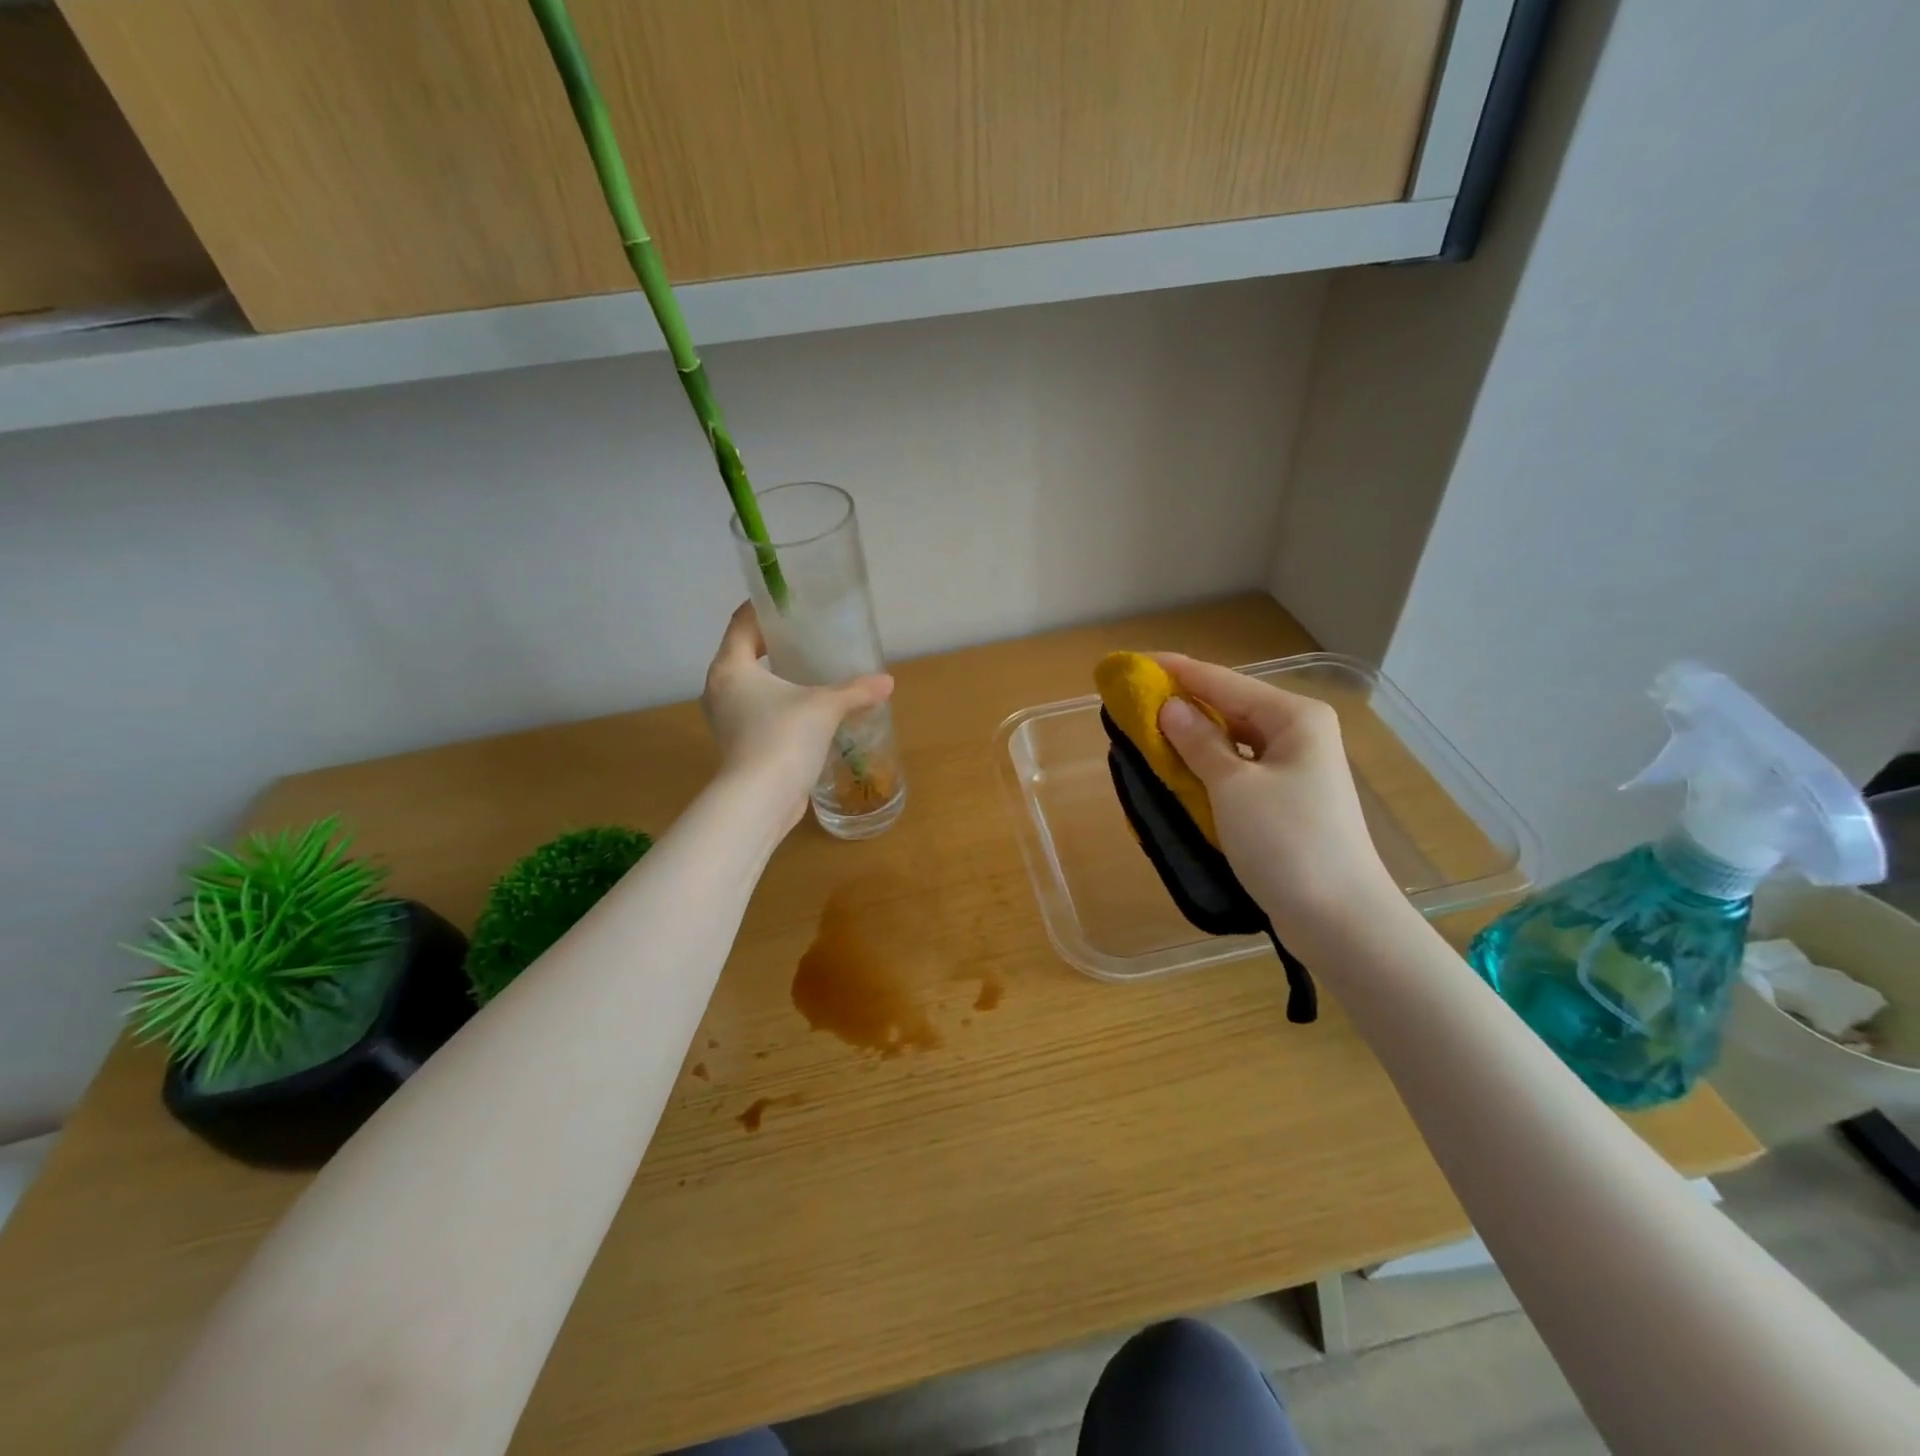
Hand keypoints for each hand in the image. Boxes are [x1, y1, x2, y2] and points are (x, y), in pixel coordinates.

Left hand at [703, 603, 893, 828]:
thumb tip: (887, 682)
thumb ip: (855, 690)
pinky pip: (755, 711)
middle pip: (743, 653)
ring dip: (774, 677)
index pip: (741, 623)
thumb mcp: (825, 707)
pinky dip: (775, 704)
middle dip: (772, 643)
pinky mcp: (737, 743)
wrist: (760, 799)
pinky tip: (804, 710)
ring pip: (749, 685)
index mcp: (731, 667)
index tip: (786, 600)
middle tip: (805, 635)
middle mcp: (720, 688)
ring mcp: (725, 719)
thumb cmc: (783, 737)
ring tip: (808, 671)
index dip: (761, 608)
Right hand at [1153, 653, 1398, 937]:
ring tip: (1148, 736)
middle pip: (1230, 708)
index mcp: (1294, 717)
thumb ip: (1198, 742)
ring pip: (1233, 741)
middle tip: (1133, 705)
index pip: (1222, 681)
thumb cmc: (1287, 842)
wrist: (1340, 919)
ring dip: (1193, 740)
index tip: (1132, 664)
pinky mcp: (1287, 801)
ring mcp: (1295, 770)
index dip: (1175, 671)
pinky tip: (1180, 774)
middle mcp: (1299, 734)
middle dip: (1183, 706)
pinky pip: (1238, 771)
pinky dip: (1208, 769)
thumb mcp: (1233, 787)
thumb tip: (1169, 707)